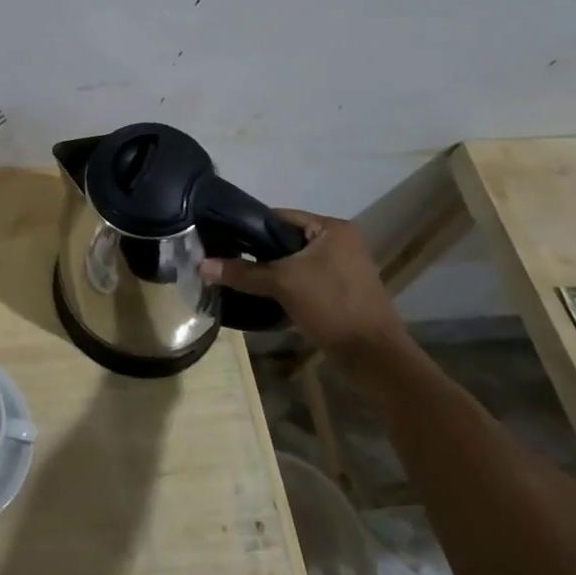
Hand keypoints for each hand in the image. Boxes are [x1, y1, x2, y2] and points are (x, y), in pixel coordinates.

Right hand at [200, 210, 406, 358]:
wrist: (374, 357)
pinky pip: (305, 278)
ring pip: (295, 261)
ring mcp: (343, 267)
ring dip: (272, 270)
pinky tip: (264, 295)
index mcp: (332, 228)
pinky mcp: (342, 290)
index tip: (222, 239)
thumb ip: (242, 272)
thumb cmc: (332, 307)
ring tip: (240, 277)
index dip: (249, 227)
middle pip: (286, 239)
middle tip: (227, 260)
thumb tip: (201, 265)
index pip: (280, 217)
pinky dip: (286, 285)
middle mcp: (340, 241)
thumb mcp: (283, 284)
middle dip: (258, 252)